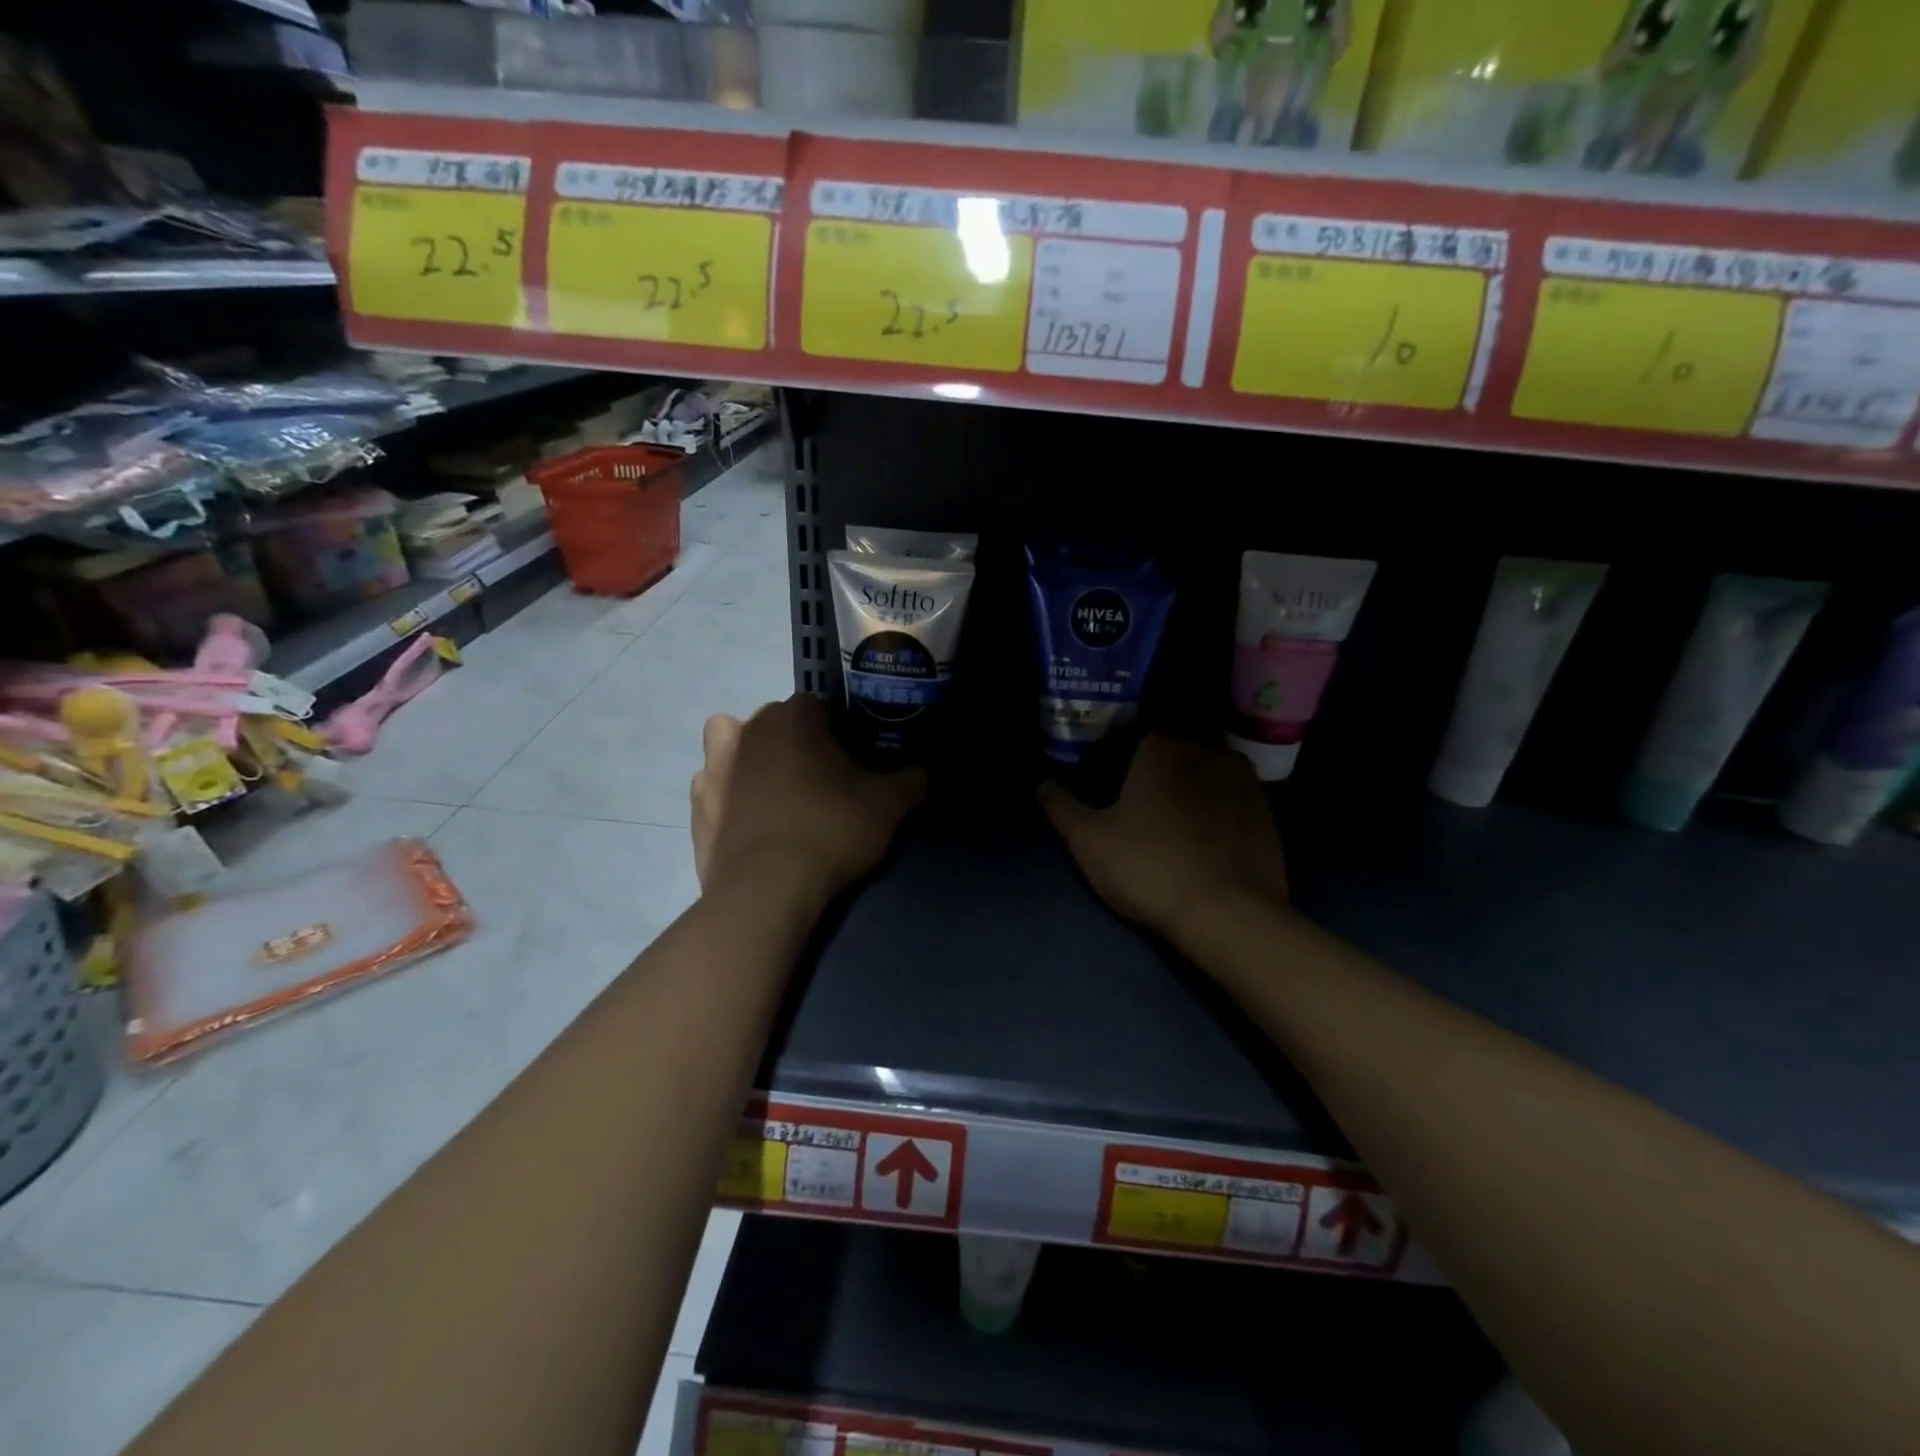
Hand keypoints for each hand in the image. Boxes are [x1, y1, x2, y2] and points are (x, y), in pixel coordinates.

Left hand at [691, 696, 925, 902]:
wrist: (767, 889)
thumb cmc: (831, 831)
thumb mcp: (888, 806)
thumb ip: (909, 780)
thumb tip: (919, 771)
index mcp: (794, 718)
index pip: (821, 706)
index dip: (840, 731)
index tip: (853, 760)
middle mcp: (749, 730)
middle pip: (777, 722)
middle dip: (796, 741)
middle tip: (821, 779)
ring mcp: (715, 766)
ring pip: (733, 743)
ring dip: (751, 756)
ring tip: (775, 791)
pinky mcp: (697, 804)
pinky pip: (714, 785)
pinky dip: (729, 793)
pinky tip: (749, 819)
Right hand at [1040, 734, 1287, 948]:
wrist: (1229, 914)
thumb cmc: (1149, 867)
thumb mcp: (1089, 842)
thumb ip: (1062, 808)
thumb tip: (1043, 786)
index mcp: (1162, 747)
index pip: (1133, 730)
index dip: (1116, 750)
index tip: (1104, 773)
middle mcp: (1206, 750)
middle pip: (1171, 749)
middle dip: (1153, 766)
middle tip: (1134, 796)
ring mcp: (1243, 780)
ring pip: (1204, 771)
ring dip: (1187, 785)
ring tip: (1169, 816)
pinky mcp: (1266, 811)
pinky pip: (1229, 798)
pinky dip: (1215, 808)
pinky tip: (1202, 835)